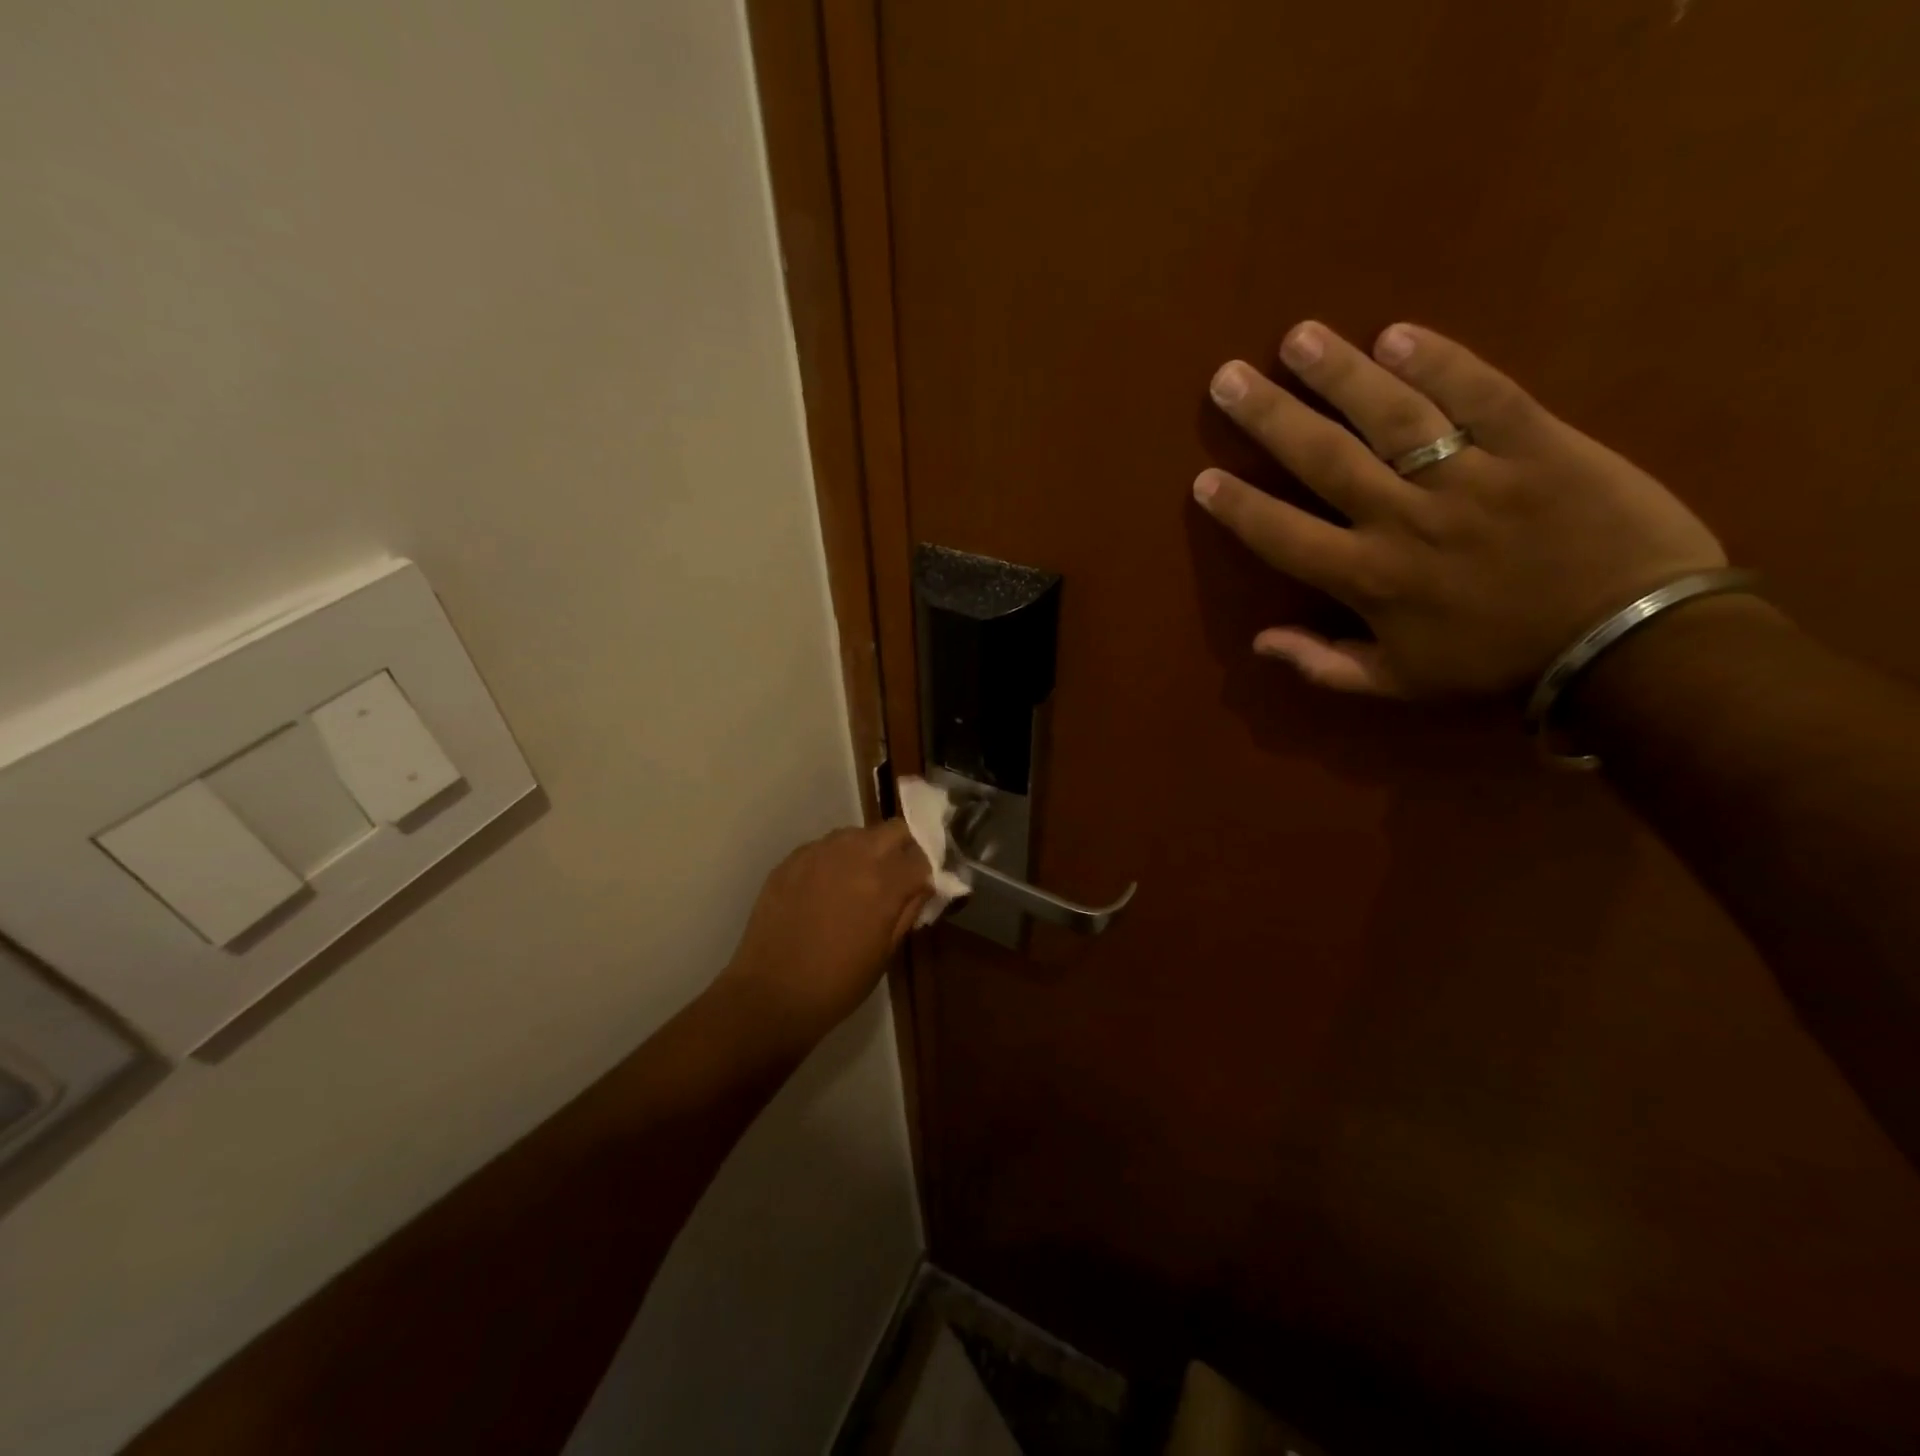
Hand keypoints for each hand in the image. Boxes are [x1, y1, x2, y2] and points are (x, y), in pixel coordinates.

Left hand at [718, 821, 931, 1043]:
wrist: (771, 993)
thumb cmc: (838, 983)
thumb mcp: (886, 951)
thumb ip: (909, 910)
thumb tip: (925, 886)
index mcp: (884, 882)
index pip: (923, 858)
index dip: (929, 871)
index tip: (925, 885)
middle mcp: (854, 855)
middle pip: (894, 830)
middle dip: (904, 847)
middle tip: (898, 875)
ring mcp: (819, 853)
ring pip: (857, 833)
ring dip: (868, 849)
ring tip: (859, 880)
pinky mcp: (792, 859)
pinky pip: (824, 846)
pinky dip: (835, 859)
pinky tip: (826, 887)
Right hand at [1193, 321, 1725, 697]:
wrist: (1630, 643)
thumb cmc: (1500, 664)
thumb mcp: (1401, 684)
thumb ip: (1325, 665)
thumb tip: (1259, 643)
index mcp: (1370, 580)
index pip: (1284, 536)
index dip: (1240, 507)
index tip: (1203, 478)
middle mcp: (1406, 521)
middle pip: (1324, 460)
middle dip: (1270, 417)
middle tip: (1227, 378)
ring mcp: (1472, 478)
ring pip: (1392, 417)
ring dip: (1340, 374)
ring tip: (1298, 337)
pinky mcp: (1538, 444)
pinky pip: (1482, 394)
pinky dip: (1440, 362)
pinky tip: (1396, 334)